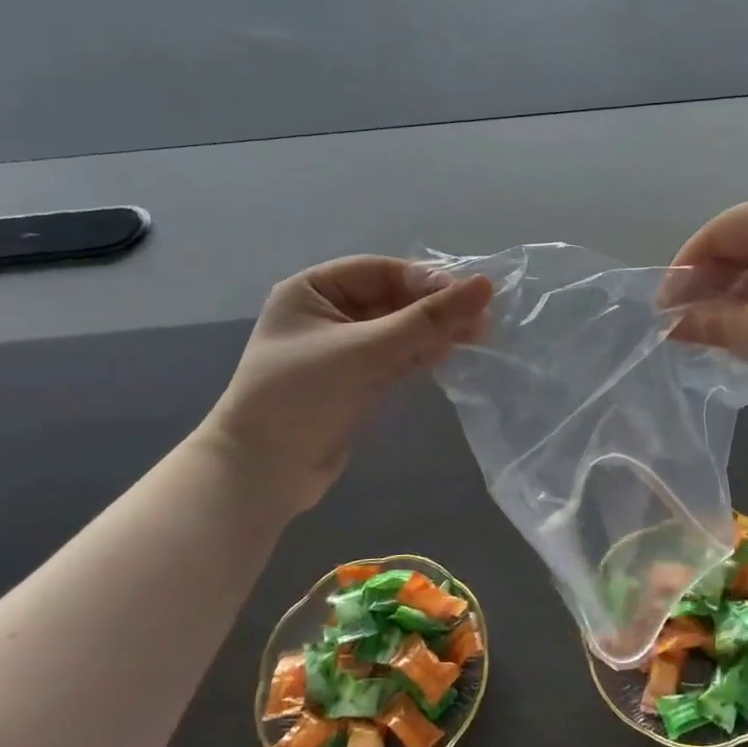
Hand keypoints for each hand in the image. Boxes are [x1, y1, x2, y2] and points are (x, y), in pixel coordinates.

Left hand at [198, 257, 491, 512]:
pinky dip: (422, 354)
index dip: (426, 281)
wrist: (261, 475)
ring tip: (477, 337)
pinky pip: (397, 356)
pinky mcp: (357, 381)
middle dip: (435, 309)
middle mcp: (327, 313)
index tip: (471, 295)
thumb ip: (426, 320)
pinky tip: (450, 355)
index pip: (382, 271)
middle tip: (482, 320)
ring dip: (434, 332)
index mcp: (313, 290)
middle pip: (394, 299)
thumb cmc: (302, 397)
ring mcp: (343, 350)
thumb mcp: (365, 351)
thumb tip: (486, 285)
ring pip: (400, 329)